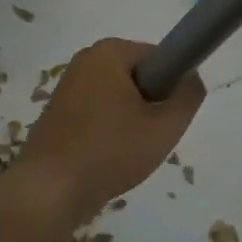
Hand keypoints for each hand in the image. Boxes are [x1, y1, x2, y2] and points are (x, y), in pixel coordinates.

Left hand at [14, 38, 204, 219]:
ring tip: (127, 152)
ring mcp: (67, 86)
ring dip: (130, 121)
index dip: (172, 86)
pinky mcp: (57, 112)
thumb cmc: (111, 151)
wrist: (50, 190)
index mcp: (108, 51)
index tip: (168, 117)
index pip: (159, 57)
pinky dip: (108, 131)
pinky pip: (97, 113)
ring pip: (118, 98)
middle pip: (138, 77)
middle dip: (150, 105)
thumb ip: (188, 96)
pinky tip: (107, 158)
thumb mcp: (165, 126)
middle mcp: (84, 60)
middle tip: (150, 138)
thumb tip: (191, 77)